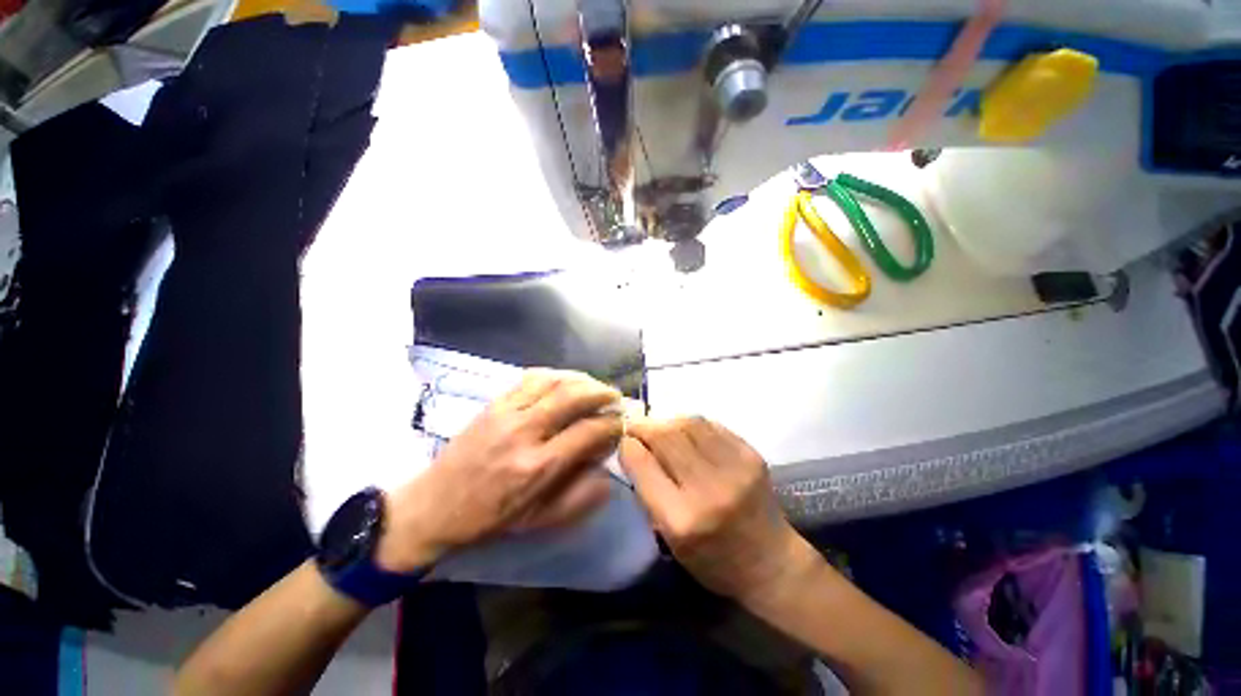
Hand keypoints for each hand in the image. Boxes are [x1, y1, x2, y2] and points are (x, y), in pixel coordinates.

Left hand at [377, 370, 621, 573]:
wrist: (433, 506)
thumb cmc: (489, 518)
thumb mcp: (540, 521)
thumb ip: (580, 498)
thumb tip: (609, 472)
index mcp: (538, 467)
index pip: (588, 432)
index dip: (612, 424)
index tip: (622, 423)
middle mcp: (524, 432)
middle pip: (573, 397)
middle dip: (601, 392)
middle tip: (615, 397)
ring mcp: (506, 412)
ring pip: (553, 381)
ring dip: (581, 379)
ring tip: (595, 386)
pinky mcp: (494, 403)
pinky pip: (530, 377)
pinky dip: (555, 375)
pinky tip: (565, 381)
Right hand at [620, 417, 817, 604]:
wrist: (771, 563)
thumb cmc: (713, 560)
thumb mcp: (669, 539)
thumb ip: (648, 492)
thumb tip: (633, 449)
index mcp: (681, 519)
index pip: (643, 465)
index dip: (628, 446)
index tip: (623, 440)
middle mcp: (708, 489)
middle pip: (665, 437)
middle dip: (644, 427)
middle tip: (637, 427)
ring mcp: (734, 468)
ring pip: (688, 424)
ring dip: (667, 422)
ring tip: (661, 428)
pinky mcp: (751, 455)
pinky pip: (711, 425)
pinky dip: (691, 424)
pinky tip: (687, 433)